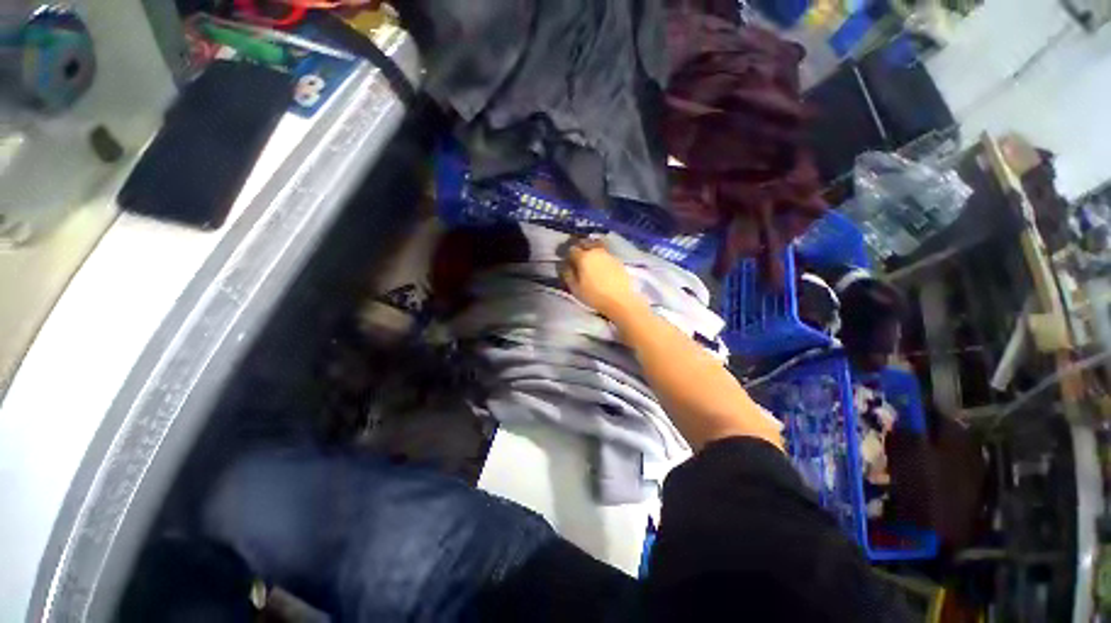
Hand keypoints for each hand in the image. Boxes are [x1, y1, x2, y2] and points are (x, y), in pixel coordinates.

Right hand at [560, 240, 645, 318]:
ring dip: (591, 253)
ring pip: (596, 249)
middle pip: (585, 244)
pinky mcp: (618, 260)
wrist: (621, 300)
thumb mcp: (575, 289)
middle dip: (580, 249)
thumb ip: (568, 275)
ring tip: (590, 264)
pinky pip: (605, 255)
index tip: (567, 262)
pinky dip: (601, 259)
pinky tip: (602, 269)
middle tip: (578, 260)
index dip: (568, 255)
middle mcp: (595, 252)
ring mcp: (608, 255)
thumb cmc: (595, 295)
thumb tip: (565, 266)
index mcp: (583, 257)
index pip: (572, 250)